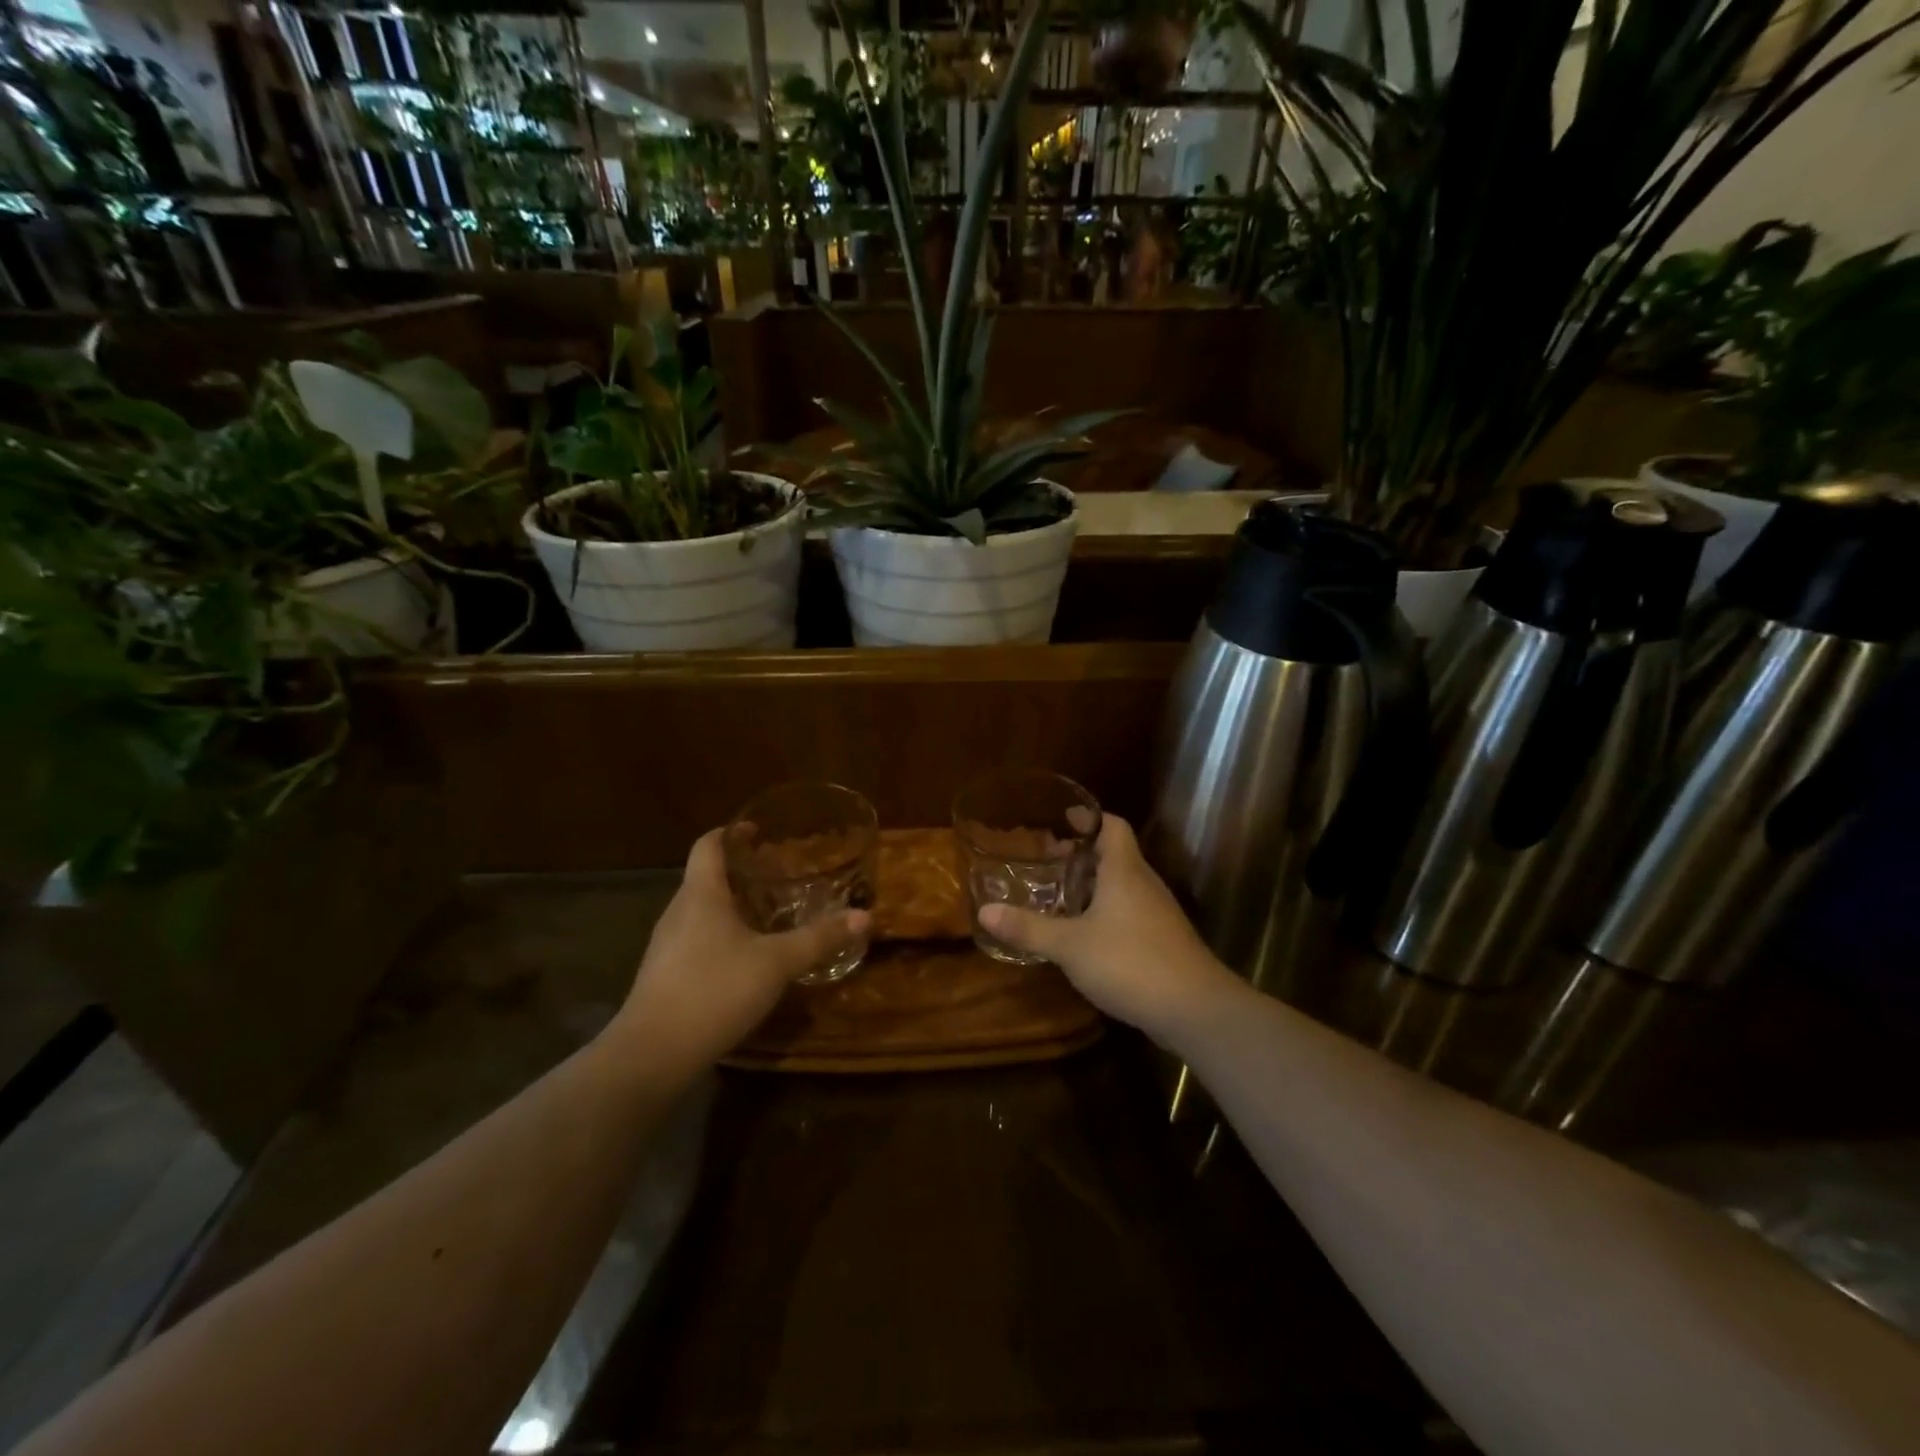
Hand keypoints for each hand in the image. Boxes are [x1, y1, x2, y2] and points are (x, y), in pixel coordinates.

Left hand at [608, 829, 869, 1072]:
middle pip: (706, 877)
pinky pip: (696, 940)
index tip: (758, 831)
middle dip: (740, 872)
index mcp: (701, 894)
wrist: (652, 1055)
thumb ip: (819, 938)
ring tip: (768, 913)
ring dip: (731, 906)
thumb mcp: (776, 963)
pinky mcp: (665, 976)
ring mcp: (667, 946)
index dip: (732, 832)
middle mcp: (678, 912)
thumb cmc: (714, 990)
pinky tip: (746, 958)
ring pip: (701, 911)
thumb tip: (864, 916)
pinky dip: (722, 936)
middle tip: (778, 874)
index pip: (708, 845)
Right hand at [978, 814, 1237, 1040]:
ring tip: (1062, 896)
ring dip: (1095, 886)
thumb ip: (1028, 928)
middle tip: (1050, 860)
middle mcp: (1144, 885)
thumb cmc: (1129, 962)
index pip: (1112, 827)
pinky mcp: (1164, 942)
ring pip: (1124, 886)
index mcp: (1124, 871)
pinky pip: (1130, 913)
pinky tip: (1087, 935)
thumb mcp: (1070, 946)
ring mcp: (1158, 914)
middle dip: (1083, 855)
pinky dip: (1107, 913)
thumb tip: (984, 912)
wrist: (1194, 1009)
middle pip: (1116, 856)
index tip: (1064, 818)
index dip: (1089, 819)